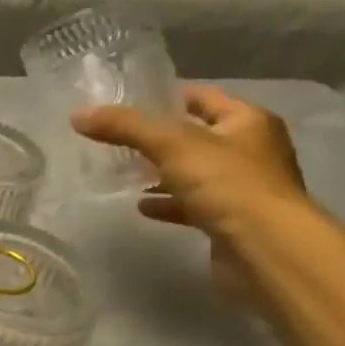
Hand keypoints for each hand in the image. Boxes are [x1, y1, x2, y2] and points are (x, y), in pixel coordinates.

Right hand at [73, 84, 308, 300]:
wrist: (266, 249)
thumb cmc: (227, 183)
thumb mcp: (170, 144)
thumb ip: (124, 126)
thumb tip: (78, 115)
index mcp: (247, 122)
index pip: (203, 97)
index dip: (168, 96)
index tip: (129, 102)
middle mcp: (251, 151)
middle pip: (197, 136)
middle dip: (159, 138)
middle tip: (118, 138)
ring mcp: (243, 188)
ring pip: (194, 173)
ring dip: (162, 173)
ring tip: (123, 172)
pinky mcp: (231, 221)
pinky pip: (193, 205)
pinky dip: (168, 204)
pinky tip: (141, 206)